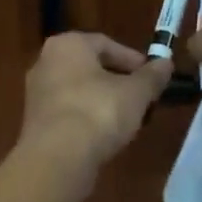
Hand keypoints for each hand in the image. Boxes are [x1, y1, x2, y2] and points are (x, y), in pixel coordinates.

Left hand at [19, 33, 173, 171]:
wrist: (57, 158)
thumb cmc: (98, 112)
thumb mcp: (136, 93)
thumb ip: (152, 76)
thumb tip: (166, 63)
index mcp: (68, 45)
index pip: (106, 43)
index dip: (133, 60)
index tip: (152, 77)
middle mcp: (46, 61)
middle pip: (91, 67)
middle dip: (118, 81)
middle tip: (142, 97)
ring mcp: (37, 92)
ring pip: (79, 90)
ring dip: (103, 101)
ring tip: (127, 118)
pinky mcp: (35, 121)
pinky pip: (68, 111)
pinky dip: (87, 118)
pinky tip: (104, 135)